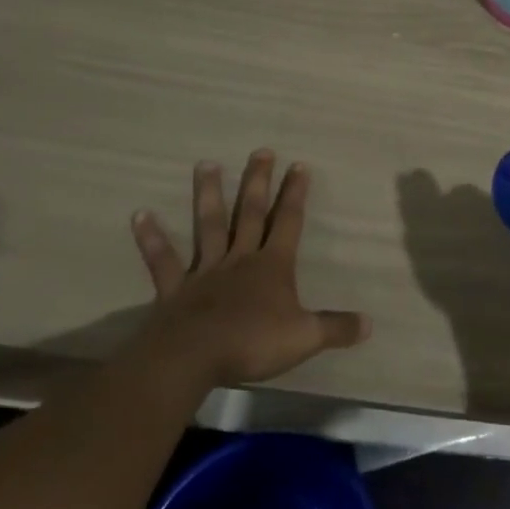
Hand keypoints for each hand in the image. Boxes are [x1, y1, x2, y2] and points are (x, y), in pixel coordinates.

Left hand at [132, 151, 370, 386]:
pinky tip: (139, 215)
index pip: (289, 221)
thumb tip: (370, 323)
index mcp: (272, 266)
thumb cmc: (252, 342)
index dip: (295, 194)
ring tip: (206, 164)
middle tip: (261, 151)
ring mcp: (206, 271)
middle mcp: (240, 258)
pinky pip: (164, 261)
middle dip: (258, 182)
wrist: (194, 358)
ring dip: (208, 195)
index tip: (300, 165)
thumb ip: (336, 328)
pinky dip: (152, 238)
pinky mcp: (176, 289)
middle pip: (251, 213)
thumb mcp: (304, 337)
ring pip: (209, 225)